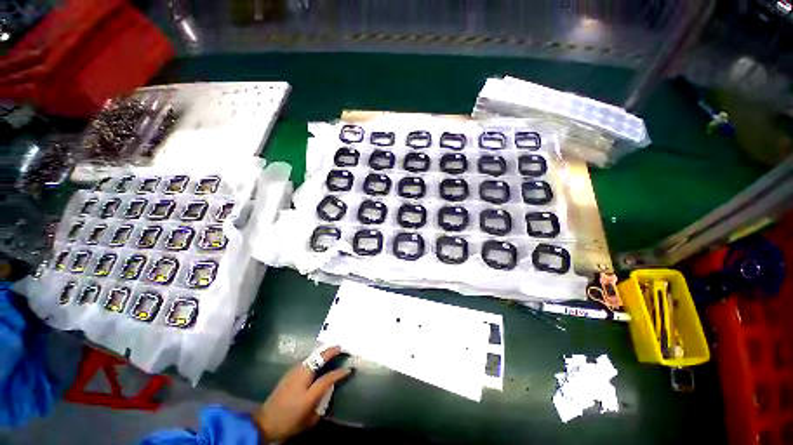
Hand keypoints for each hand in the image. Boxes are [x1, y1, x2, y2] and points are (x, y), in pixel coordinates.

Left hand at [255, 346, 351, 442]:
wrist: (265, 422)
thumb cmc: (289, 422)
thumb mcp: (309, 420)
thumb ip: (321, 404)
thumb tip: (329, 391)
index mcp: (308, 394)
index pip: (328, 378)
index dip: (339, 373)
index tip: (349, 369)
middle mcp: (301, 379)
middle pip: (318, 359)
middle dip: (330, 352)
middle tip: (340, 347)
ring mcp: (293, 373)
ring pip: (311, 357)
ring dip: (322, 352)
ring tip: (331, 349)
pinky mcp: (289, 373)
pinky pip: (305, 360)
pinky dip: (314, 356)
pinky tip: (317, 356)